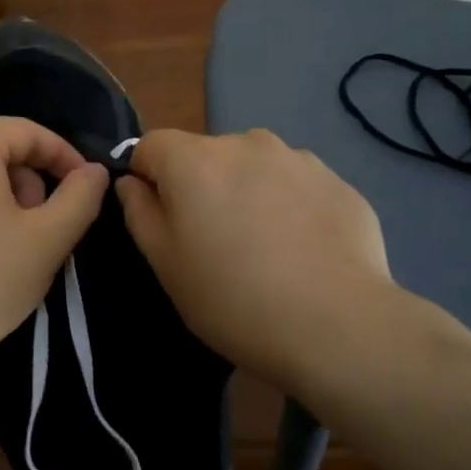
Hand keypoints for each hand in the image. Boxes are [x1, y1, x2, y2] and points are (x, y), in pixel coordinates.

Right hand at [115, 129, 415, 392]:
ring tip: (265, 248)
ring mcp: (298, 158)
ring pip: (253, 168)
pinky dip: (289, 206)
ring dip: (247, 192)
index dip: (146, 178)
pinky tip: (302, 251)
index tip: (160, 220)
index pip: (150, 145)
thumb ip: (139, 212)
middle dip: (200, 186)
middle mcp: (245, 143)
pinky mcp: (338, 181)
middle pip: (204, 155)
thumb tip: (132, 182)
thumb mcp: (165, 263)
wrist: (338, 326)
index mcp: (194, 159)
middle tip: (214, 243)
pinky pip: (295, 185)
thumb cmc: (232, 298)